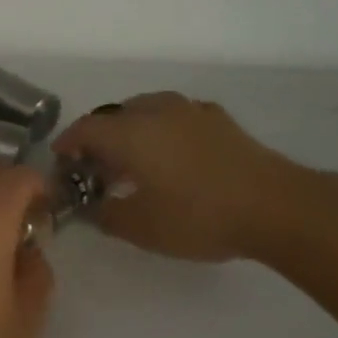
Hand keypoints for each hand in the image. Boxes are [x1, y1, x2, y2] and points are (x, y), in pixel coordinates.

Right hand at [52, 92, 320, 261]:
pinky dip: (162, 129)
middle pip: (114, 115)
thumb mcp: (140, 228)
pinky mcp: (219, 121)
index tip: (60, 161)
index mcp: (129, 133)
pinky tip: (171, 154)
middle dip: (98, 137)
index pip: (85, 129)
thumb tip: (94, 208)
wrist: (277, 207)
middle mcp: (156, 112)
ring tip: (132, 159)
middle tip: (94, 166)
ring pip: (146, 109)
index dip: (67, 143)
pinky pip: (176, 116)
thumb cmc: (198, 216)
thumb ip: (106, 216)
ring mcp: (191, 112)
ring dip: (130, 129)